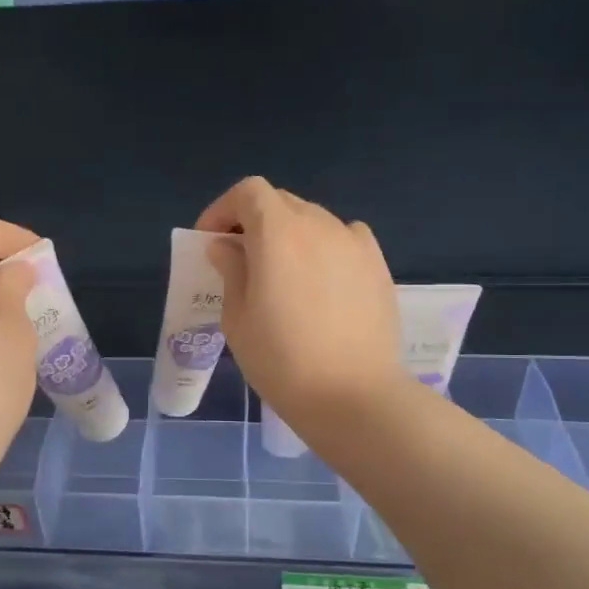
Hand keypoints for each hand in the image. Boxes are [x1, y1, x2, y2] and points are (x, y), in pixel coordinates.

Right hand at [197, 177, 403, 425]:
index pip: (248, 192)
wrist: (353, 395)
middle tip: (240, 258)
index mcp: (278, 232)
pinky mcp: (378, 265)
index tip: (210, 240)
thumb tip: (226, 246)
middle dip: (254, 221)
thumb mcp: (237, 318)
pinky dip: (324, 247)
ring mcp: (354, 242)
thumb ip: (231, 271)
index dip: (223, 209)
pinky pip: (344, 239)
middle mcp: (319, 224)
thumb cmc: (282, 360)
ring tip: (282, 275)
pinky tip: (320, 281)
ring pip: (313, 220)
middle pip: (281, 202)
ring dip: (289, 235)